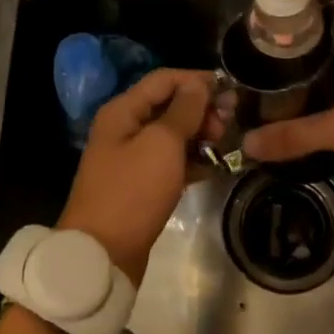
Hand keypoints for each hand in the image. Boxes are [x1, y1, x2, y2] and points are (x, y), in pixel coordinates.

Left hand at [58, 69, 218, 284]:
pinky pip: (170, 162)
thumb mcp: (162, 144)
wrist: (102, 254)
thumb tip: (199, 84)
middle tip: (228, 125)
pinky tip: (214, 167)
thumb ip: (184, 110)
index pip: (164, 79)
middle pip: (168, 105)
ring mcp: (132, 157)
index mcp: (123, 110)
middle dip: (200, 109)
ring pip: (171, 134)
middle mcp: (125, 128)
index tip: (230, 90)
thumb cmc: (133, 191)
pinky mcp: (140, 184)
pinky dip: (191, 160)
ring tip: (224, 146)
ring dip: (198, 135)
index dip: (197, 80)